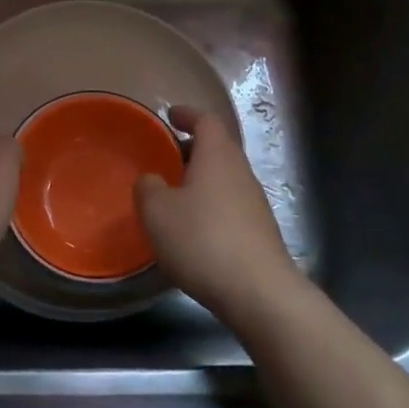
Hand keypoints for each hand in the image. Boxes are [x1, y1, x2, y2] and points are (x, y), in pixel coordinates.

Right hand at [136, 105, 302, 321]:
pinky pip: (230, 205)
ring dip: (201, 180)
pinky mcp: (260, 232)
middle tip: (165, 157)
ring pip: (224, 178)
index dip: (188, 115)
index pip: (206, 121)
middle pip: (218, 148)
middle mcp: (241, 172)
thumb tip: (152, 180)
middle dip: (192, 149)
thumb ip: (148, 188)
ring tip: (174, 195)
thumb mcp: (157, 212)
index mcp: (218, 156)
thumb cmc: (203, 240)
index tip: (171, 115)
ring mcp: (255, 203)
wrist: (259, 292)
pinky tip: (193, 229)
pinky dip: (210, 206)